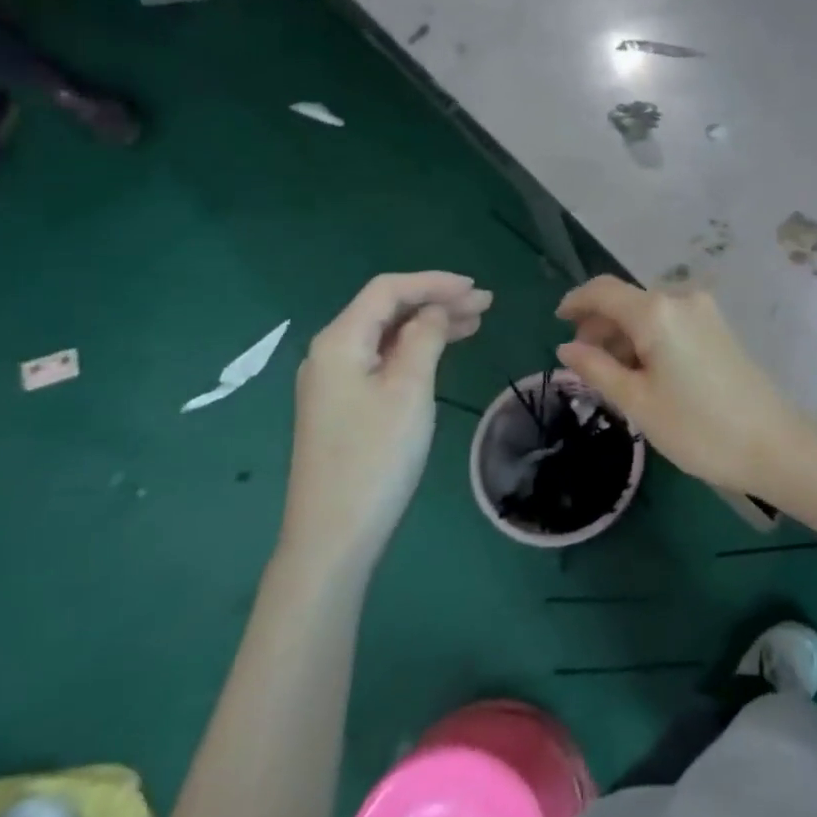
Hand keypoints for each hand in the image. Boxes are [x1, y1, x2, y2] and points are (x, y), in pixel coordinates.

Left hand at [283, 272, 491, 562]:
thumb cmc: (376, 456)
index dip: (433, 283)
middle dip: (435, 301)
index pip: (388, 291)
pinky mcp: (343, 406)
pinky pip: (382, 361)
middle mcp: (331, 353)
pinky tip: (441, 353)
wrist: (334, 533)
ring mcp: (334, 381)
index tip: (476, 289)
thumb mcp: (409, 390)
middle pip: (386, 310)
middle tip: (486, 306)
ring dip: (428, 325)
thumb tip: (434, 310)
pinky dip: (415, 350)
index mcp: (340, 341)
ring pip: (386, 336)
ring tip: (474, 324)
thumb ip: (424, 338)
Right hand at [555, 277, 801, 495]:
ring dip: (625, 335)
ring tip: (614, 376)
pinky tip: (645, 372)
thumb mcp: (637, 402)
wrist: (773, 444)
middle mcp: (681, 299)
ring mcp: (705, 311)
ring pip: (650, 313)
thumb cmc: (697, 427)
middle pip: (627, 301)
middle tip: (584, 363)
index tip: (556, 322)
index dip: (576, 302)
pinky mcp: (719, 328)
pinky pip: (672, 322)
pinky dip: (650, 338)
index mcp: (656, 311)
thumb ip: (596, 368)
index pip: (603, 291)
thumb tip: (566, 348)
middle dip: (600, 325)